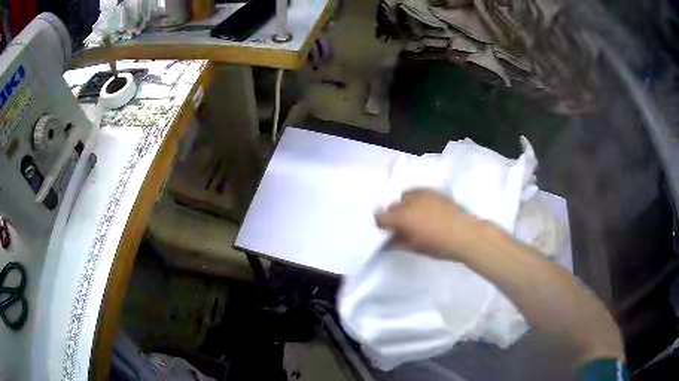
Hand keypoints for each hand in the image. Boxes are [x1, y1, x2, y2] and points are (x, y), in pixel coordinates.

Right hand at [376, 189, 484, 260]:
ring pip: (407, 196)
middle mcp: (410, 202)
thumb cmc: (439, 245)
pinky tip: (428, 210)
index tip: (388, 232)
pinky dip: (419, 200)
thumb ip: (399, 243)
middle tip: (403, 227)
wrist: (466, 234)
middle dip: (395, 215)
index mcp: (403, 217)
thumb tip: (389, 241)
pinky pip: (421, 192)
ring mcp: (424, 194)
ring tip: (416, 216)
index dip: (382, 225)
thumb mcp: (416, 248)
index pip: (381, 217)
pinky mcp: (436, 192)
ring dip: (406, 205)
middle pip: (393, 205)